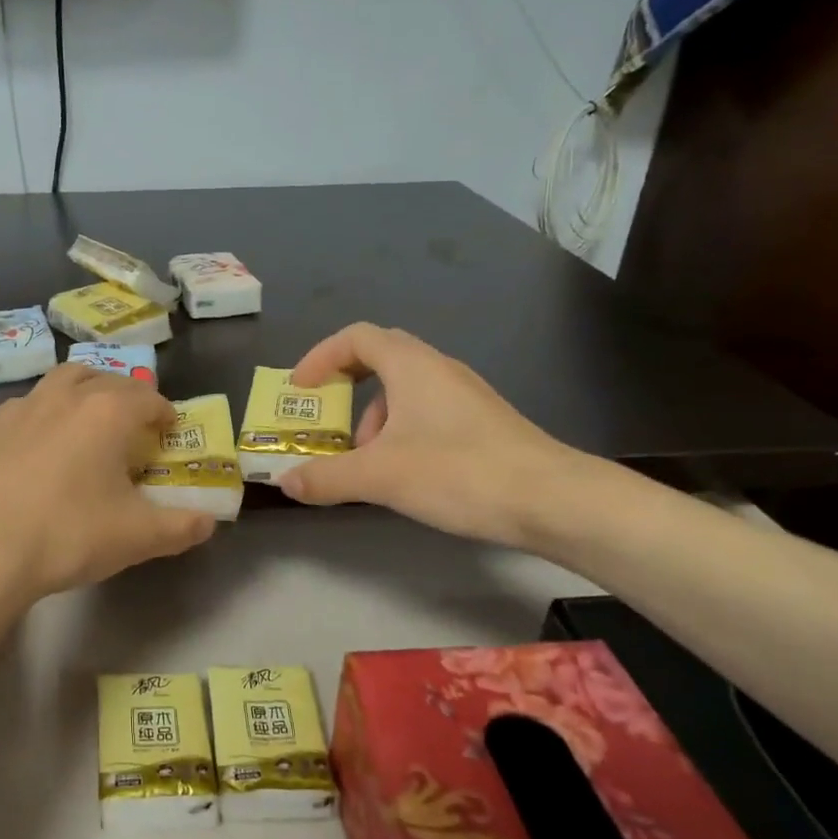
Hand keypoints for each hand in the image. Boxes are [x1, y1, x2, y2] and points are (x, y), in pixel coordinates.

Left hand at [0, 364, 215, 610]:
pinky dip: (39, 420)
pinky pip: (22, 411)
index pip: (147, 398)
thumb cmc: (67, 534)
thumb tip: (208, 523)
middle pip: (101, 379)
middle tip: (128, 424)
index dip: (163, 413)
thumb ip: (180, 527)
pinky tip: (33, 452)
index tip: (168, 431)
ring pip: (57, 385)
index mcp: (107, 412)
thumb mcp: (136, 537)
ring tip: (83, 426)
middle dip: (121, 395)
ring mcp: (18, 409)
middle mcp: (63, 397)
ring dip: (78, 396)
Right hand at [278, 324, 585, 546]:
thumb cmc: (459, 473)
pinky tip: (404, 474)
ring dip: (373, 419)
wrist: (552, 500)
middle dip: (345, 388)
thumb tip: (285, 481)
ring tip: (366, 463)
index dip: (321, 357)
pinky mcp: (481, 423)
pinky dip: (400, 433)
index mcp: (412, 366)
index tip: (300, 390)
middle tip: (327, 419)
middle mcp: (439, 369)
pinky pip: (426, 413)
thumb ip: (327, 477)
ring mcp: (465, 396)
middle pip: (380, 358)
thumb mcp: (380, 476)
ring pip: (404, 391)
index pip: (356, 338)